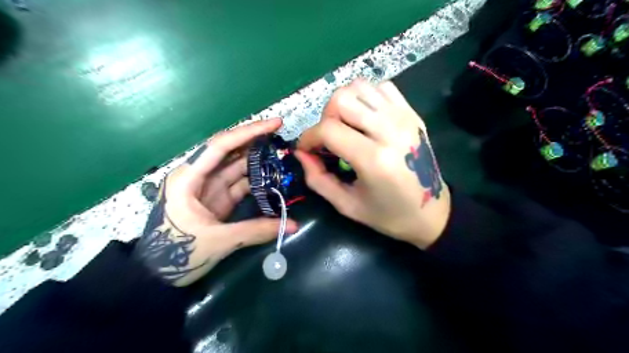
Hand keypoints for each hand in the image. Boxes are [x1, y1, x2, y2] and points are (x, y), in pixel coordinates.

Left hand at [132, 118, 298, 286]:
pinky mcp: (217, 200)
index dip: (249, 132)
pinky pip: (240, 184)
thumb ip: (256, 230)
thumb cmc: (177, 254)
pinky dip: (256, 182)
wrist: (157, 277)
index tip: (275, 124)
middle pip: (230, 152)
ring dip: (259, 163)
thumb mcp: (218, 241)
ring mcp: (209, 188)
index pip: (221, 145)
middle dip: (256, 143)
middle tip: (283, 138)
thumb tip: (293, 225)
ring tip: (283, 157)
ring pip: (237, 167)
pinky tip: (273, 180)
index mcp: (189, 177)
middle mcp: (198, 176)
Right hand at [297, 80, 449, 249]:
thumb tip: (301, 152)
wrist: (432, 212)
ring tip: (346, 127)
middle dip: (325, 117)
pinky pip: (381, 88)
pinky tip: (366, 119)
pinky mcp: (412, 113)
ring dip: (344, 104)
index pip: (328, 129)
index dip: (308, 137)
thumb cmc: (388, 215)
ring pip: (360, 86)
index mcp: (374, 159)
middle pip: (342, 99)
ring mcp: (404, 117)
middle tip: (328, 138)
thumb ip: (317, 179)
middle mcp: (390, 130)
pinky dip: (366, 98)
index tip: (306, 149)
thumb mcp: (347, 205)